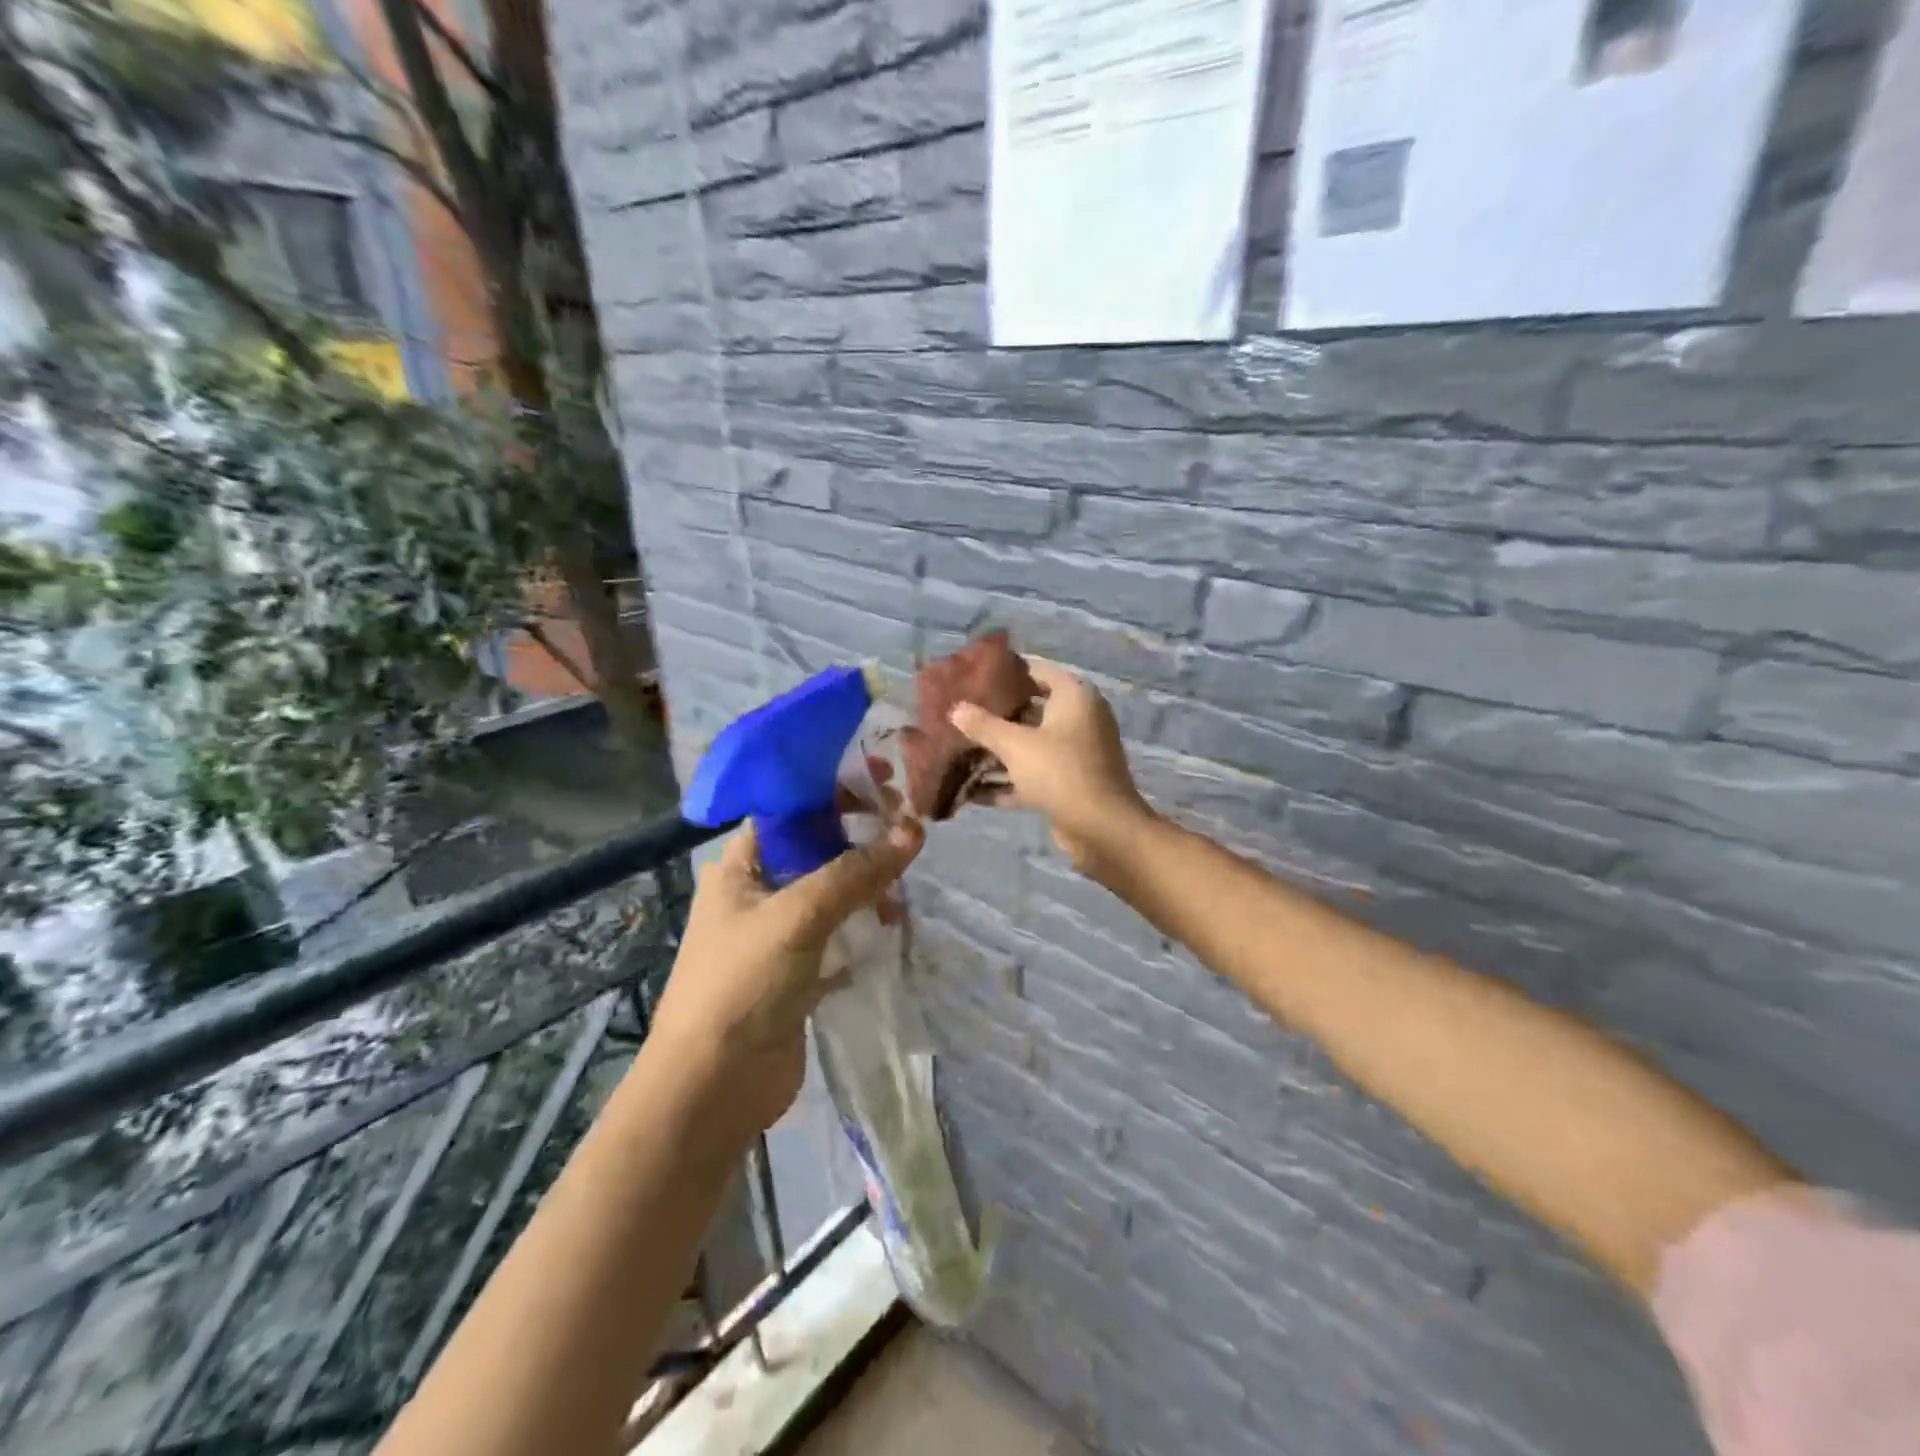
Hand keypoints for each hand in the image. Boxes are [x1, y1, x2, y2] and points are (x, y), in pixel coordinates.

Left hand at [652, 819, 923, 1140]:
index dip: (834, 789)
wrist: (712, 1089)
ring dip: (867, 886)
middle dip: (860, 838)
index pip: (791, 808)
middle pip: (817, 847)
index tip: (884, 780)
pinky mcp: (798, 972)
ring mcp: (778, 934)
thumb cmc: (741, 984)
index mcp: (741, 865)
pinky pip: (838, 934)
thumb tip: (913, 829)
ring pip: (832, 891)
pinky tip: (891, 926)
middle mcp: (757, 892)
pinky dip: (863, 926)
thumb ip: (856, 872)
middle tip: (908, 832)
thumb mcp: (798, 915)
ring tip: (900, 896)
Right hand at [948, 660, 1154, 875]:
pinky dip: (1007, 782)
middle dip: (995, 717)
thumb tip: (955, 710)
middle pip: (1031, 710)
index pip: (1037, 672)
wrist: (1101, 828)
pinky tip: (971, 792)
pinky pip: (1032, 775)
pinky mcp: (1069, 785)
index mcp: (1074, 697)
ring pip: (1030, 746)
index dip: (1006, 673)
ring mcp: (1075, 754)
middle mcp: (1079, 720)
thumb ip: (983, 726)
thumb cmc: (1060, 771)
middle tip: (960, 715)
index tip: (974, 678)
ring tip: (957, 752)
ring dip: (997, 752)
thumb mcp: (1015, 745)